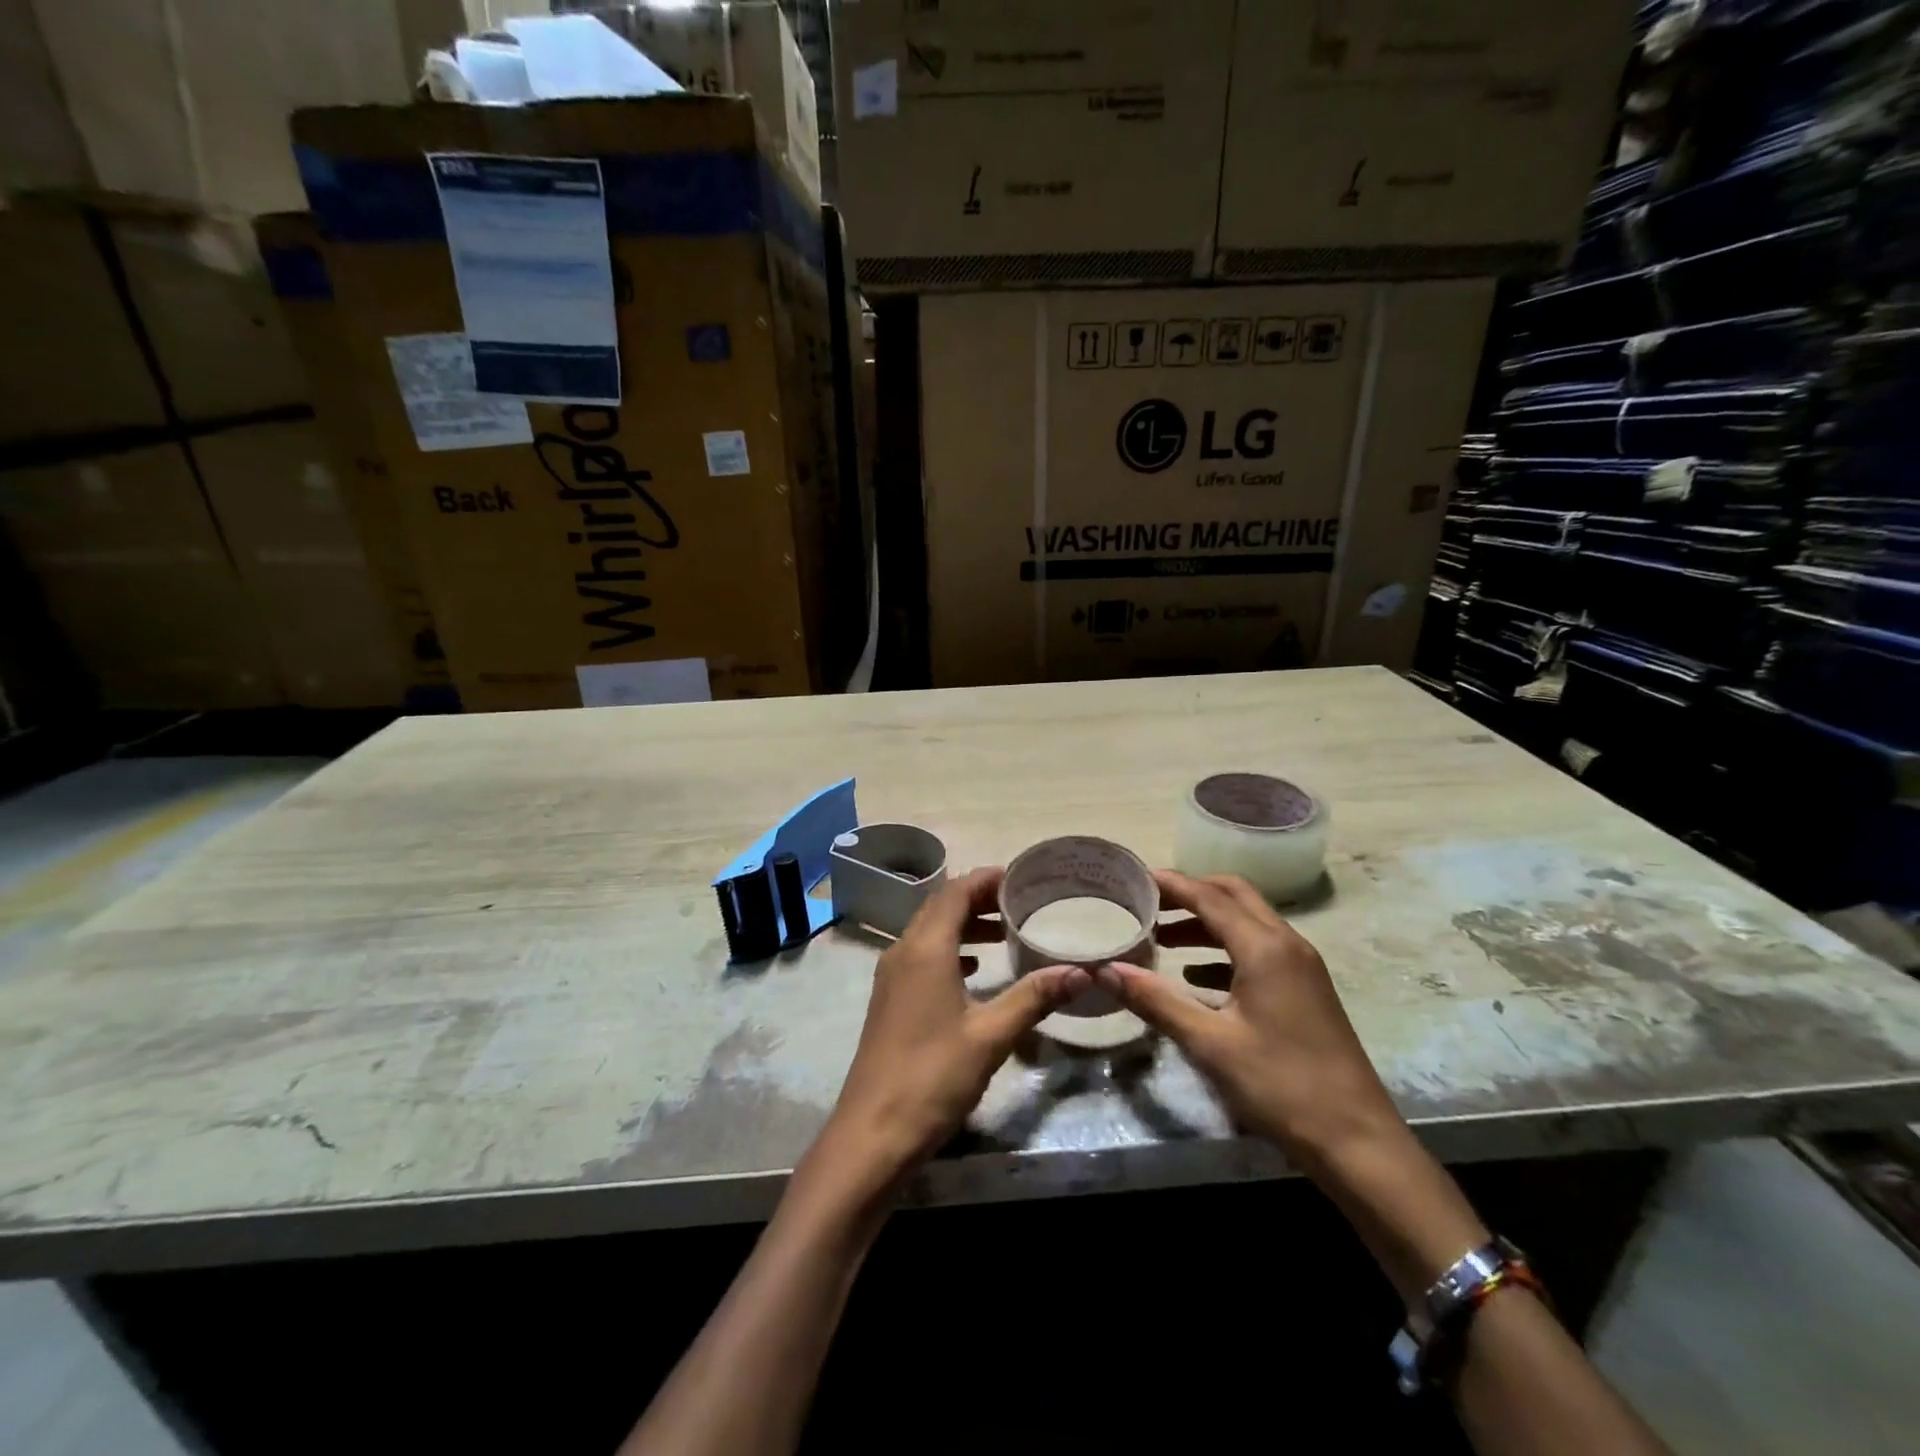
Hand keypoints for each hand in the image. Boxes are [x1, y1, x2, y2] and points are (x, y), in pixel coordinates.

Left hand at [818, 867, 1090, 1185]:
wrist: (873, 1132)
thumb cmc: (934, 1076)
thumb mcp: (991, 1035)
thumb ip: (1034, 997)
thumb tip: (1081, 971)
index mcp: (925, 948)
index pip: (955, 892)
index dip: (986, 879)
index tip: (1020, 877)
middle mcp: (903, 951)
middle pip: (940, 906)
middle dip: (978, 898)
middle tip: (1020, 902)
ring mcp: (891, 976)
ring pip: (929, 931)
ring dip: (963, 925)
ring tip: (1004, 933)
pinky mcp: (890, 999)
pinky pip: (921, 956)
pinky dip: (950, 950)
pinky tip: (974, 970)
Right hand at [1095, 870, 1403, 1164]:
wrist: (1358, 1142)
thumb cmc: (1280, 1086)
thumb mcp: (1209, 1043)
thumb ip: (1156, 1000)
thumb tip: (1105, 970)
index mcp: (1265, 948)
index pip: (1209, 897)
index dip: (1171, 884)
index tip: (1134, 877)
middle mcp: (1287, 945)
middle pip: (1234, 896)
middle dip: (1191, 893)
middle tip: (1149, 902)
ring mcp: (1302, 967)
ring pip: (1248, 923)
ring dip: (1207, 922)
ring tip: (1163, 938)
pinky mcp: (1306, 990)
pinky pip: (1259, 950)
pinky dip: (1224, 949)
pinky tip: (1196, 975)